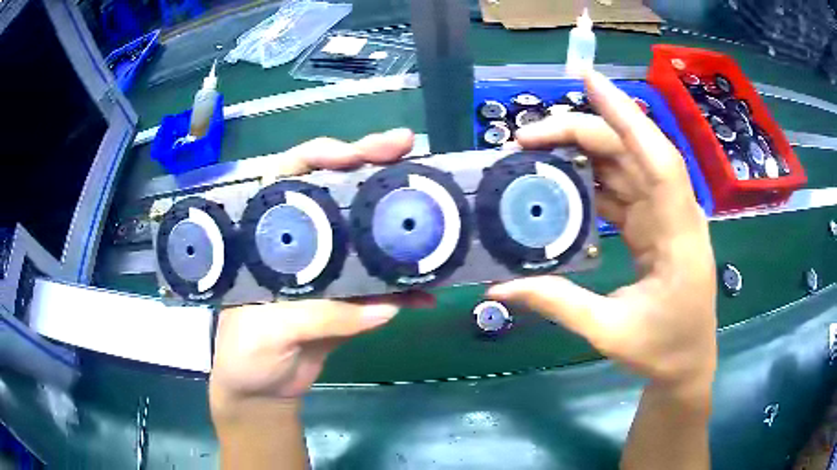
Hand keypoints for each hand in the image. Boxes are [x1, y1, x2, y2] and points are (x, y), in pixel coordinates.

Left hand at [209, 129, 435, 414]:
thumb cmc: (245, 354)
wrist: (264, 389)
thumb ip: (318, 315)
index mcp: (267, 236)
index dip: (319, 156)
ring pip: (365, 231)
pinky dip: (406, 287)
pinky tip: (428, 291)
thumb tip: (381, 306)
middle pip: (336, 191)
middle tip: (406, 148)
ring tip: (432, 203)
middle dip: (371, 165)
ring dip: (396, 217)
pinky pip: (382, 285)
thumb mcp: (267, 331)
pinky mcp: (350, 299)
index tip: (355, 154)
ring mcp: (329, 269)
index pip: (288, 176)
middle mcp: (301, 241)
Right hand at [487, 71, 716, 388]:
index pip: (657, 159)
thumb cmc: (662, 349)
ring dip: (582, 153)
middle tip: (524, 140)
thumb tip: (500, 288)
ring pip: (625, 166)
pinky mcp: (655, 225)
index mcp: (678, 235)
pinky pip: (622, 189)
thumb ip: (558, 304)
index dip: (626, 116)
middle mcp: (675, 213)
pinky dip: (591, 180)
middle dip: (580, 134)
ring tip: (533, 154)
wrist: (688, 364)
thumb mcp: (609, 331)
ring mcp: (665, 216)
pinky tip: (561, 181)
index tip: (588, 80)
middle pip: (631, 153)